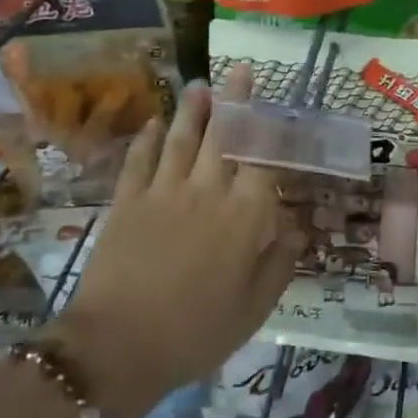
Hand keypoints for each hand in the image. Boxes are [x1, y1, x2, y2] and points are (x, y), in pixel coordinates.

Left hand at [44, 64, 304, 417]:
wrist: (118, 347)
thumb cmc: (196, 332)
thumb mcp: (254, 308)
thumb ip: (280, 263)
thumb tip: (298, 228)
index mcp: (244, 215)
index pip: (265, 160)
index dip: (274, 133)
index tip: (281, 112)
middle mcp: (207, 191)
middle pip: (225, 135)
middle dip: (235, 100)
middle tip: (239, 70)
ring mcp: (164, 191)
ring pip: (182, 139)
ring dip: (193, 109)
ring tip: (200, 84)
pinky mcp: (127, 201)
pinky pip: (140, 160)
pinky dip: (147, 139)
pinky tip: (154, 123)